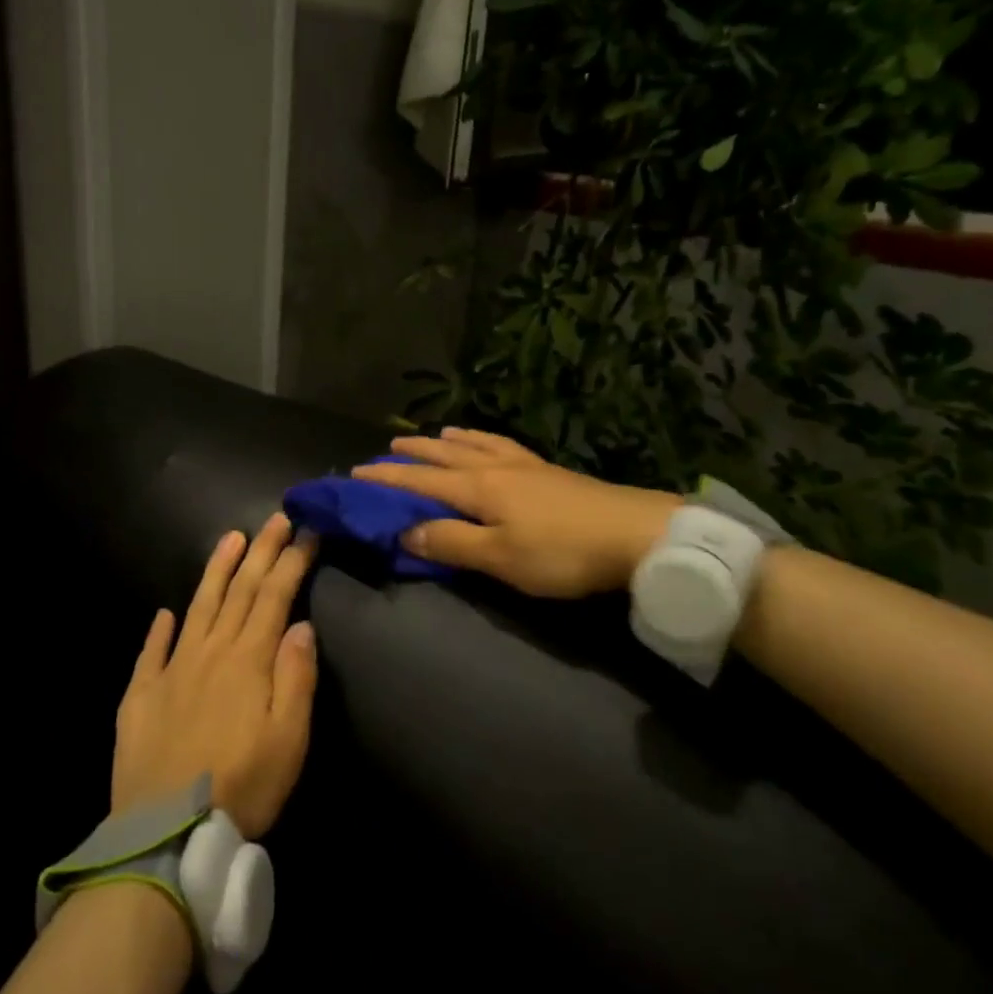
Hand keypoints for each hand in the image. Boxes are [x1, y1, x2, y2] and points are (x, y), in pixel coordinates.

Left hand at [112, 514, 318, 838]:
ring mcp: (171, 670)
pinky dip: (160, 629)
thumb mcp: (289, 740)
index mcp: (248, 661)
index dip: (291, 562)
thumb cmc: (243, 788)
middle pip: (239, 591)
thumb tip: (300, 625)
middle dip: (260, 551)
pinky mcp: (141, 695)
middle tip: (275, 518)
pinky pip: (151, 652)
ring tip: (230, 538)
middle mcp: (209, 652)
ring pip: (198, 607)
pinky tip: (165, 613)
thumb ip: (296, 677)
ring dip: (216, 570)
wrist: (167, 834)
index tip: (306, 532)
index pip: (274, 597)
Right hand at [352, 428, 679, 599]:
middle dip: (413, 453)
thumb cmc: (561, 552)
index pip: (420, 480)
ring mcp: (524, 465)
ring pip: (474, 445)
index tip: (355, 474)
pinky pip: (503, 445)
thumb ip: (450, 542)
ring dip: (447, 441)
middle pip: (444, 455)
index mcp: (477, 488)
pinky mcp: (548, 470)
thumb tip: (405, 530)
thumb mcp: (500, 558)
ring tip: (432, 435)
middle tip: (387, 449)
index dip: (386, 478)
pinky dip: (483, 439)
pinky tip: (488, 442)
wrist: (636, 534)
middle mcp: (494, 467)